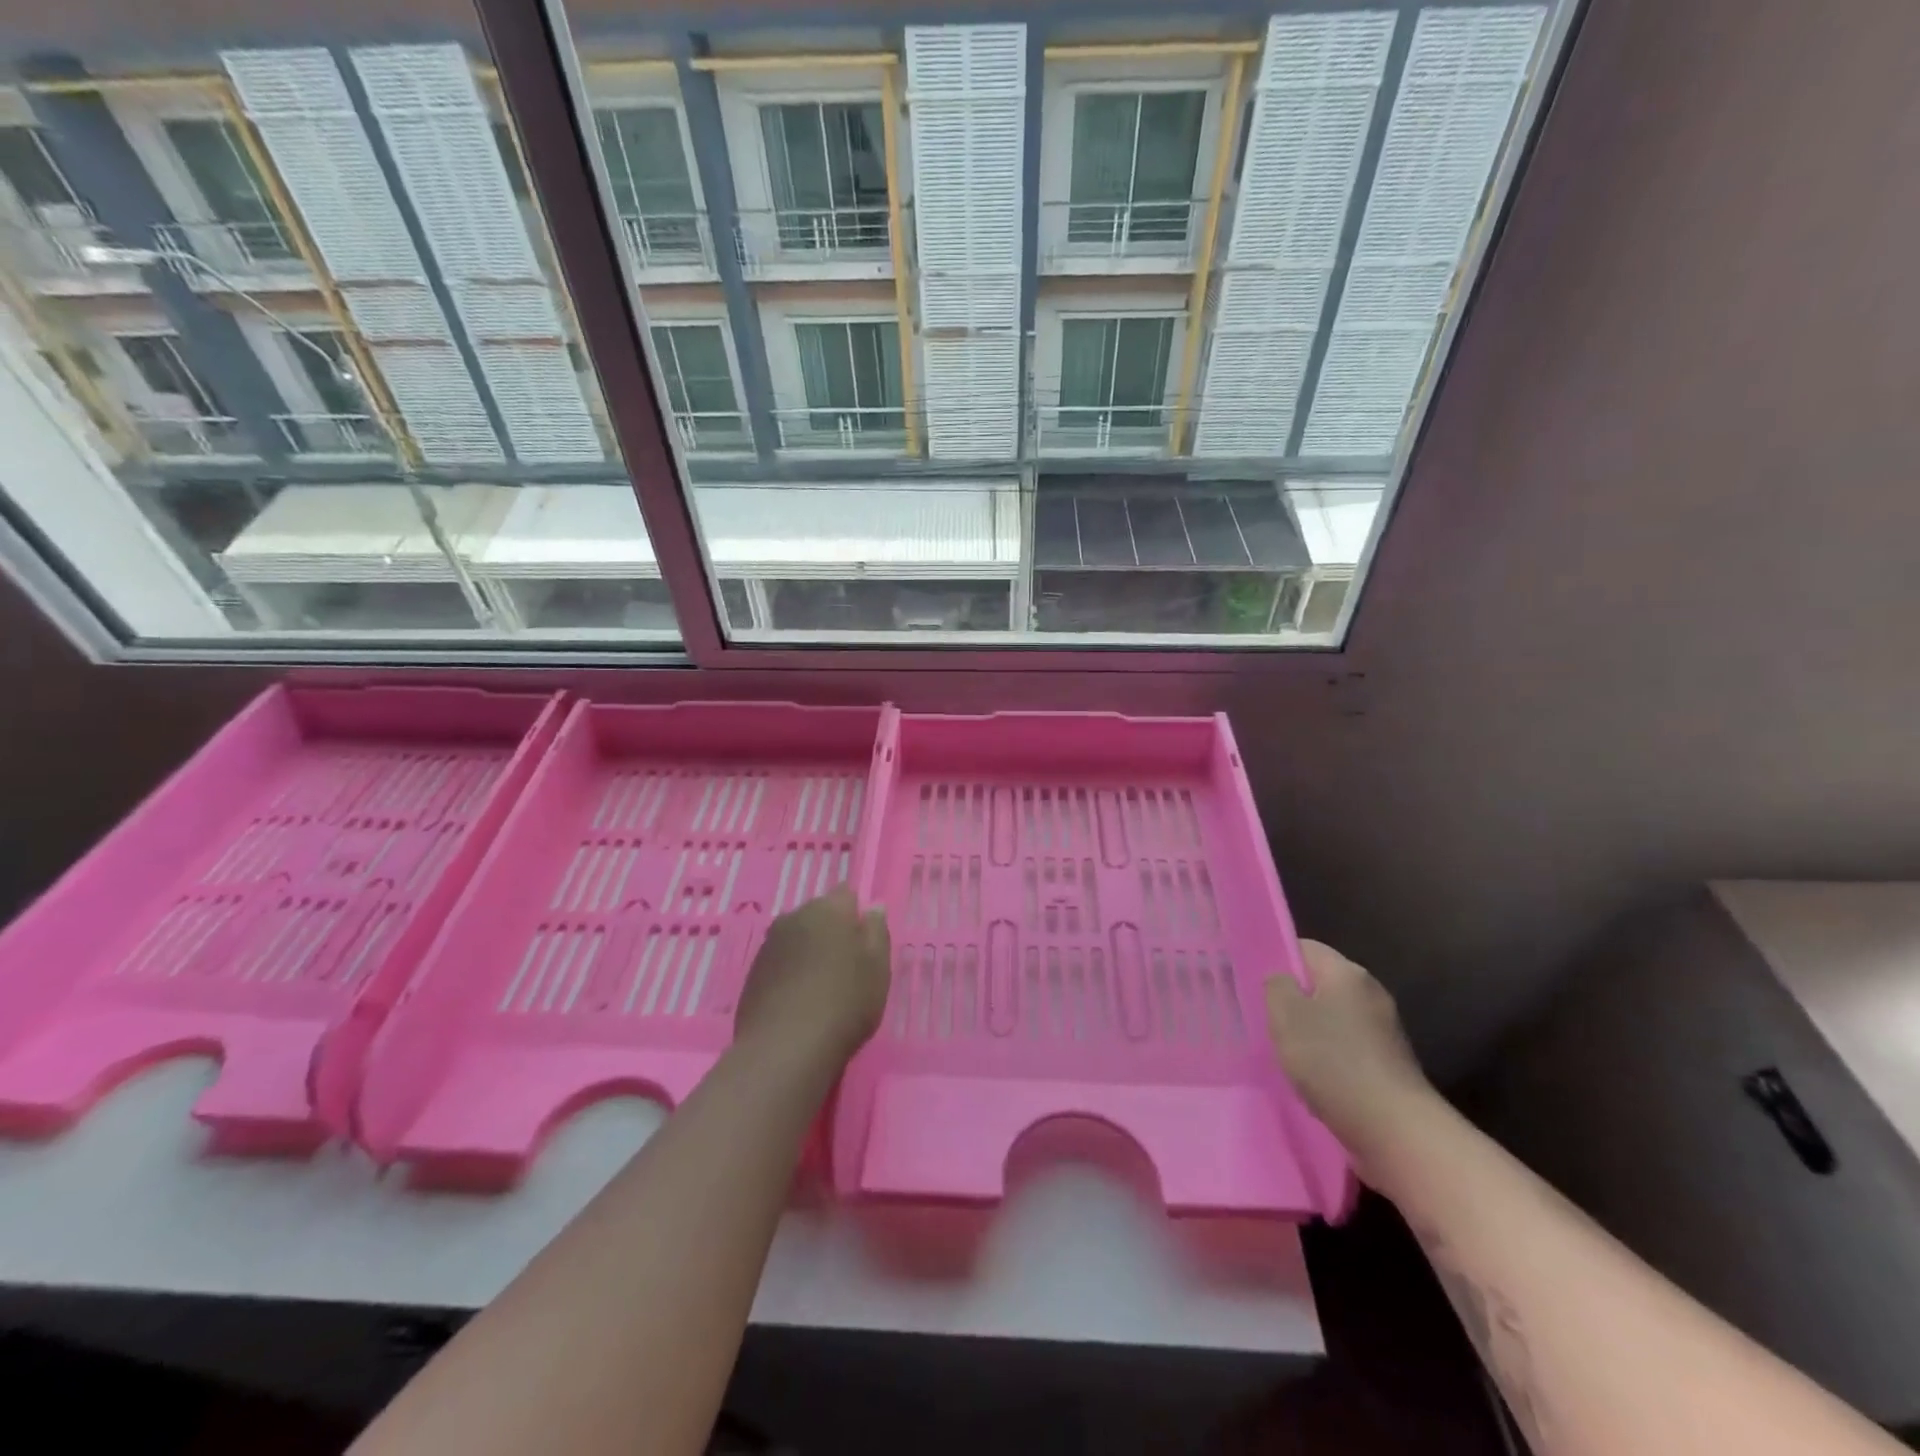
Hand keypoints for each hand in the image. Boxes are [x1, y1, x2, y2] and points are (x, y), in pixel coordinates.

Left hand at [735, 886, 890, 1070]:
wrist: (784, 1049)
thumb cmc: (844, 1002)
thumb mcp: (878, 968)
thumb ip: (877, 932)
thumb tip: (873, 907)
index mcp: (827, 909)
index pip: (846, 895)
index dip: (857, 917)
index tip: (865, 945)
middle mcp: (794, 917)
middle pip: (819, 915)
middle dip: (832, 932)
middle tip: (847, 968)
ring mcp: (769, 944)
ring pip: (797, 938)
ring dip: (809, 953)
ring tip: (822, 988)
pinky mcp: (753, 973)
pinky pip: (780, 962)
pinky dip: (790, 973)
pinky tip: (799, 1002)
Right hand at [1266, 941, 1433, 1156]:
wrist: (1396, 1130)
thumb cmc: (1333, 1062)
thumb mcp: (1286, 1015)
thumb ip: (1275, 986)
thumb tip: (1281, 979)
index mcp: (1347, 972)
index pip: (1303, 948)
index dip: (1274, 959)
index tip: (1250, 981)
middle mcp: (1370, 993)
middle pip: (1319, 983)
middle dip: (1290, 999)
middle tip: (1261, 1018)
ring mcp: (1383, 1030)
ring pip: (1331, 1018)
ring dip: (1308, 1032)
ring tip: (1282, 1052)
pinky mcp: (1388, 1063)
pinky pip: (1347, 1047)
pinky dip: (1328, 1058)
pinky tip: (1312, 1079)